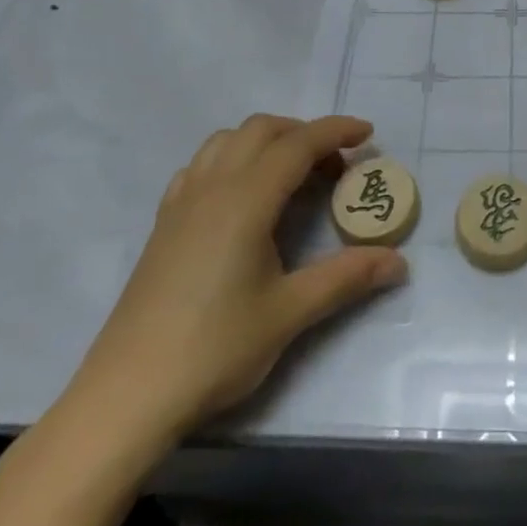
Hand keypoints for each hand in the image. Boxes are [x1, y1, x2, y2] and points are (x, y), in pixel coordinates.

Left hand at [61, 114, 406, 461]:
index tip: (368, 133)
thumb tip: (399, 262)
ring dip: (266, 141)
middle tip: (334, 166)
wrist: (126, 395)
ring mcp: (182, 203)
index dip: (336, 131)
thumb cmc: (214, 349)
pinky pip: (201, 166)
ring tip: (291, 175)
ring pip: (227, 141)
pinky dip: (231, 160)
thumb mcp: (289, 313)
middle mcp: (212, 187)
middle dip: (304, 133)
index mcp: (245, 199)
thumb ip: (346, 278)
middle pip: (262, 130)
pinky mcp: (163, 224)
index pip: (298, 144)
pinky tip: (241, 197)